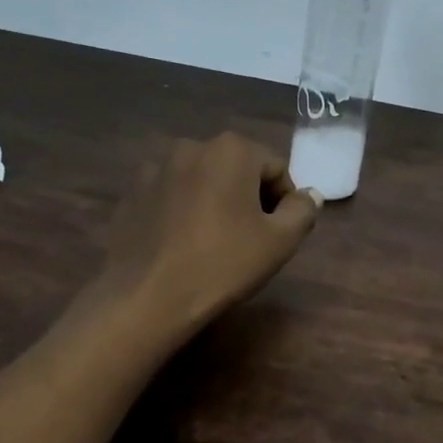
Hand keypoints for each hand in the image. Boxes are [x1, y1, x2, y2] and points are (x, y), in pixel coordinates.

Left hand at [98, 132, 321, 339]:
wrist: (146, 296)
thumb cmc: (223, 264)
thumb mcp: (280, 242)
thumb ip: (302, 211)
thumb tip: (310, 194)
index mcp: (232, 150)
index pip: (276, 168)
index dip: (285, 202)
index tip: (280, 234)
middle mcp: (192, 146)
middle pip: (238, 169)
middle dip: (250, 198)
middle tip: (251, 239)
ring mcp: (155, 168)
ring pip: (203, 181)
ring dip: (216, 202)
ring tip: (215, 242)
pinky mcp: (132, 193)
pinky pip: (172, 196)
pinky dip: (184, 211)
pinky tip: (183, 244)